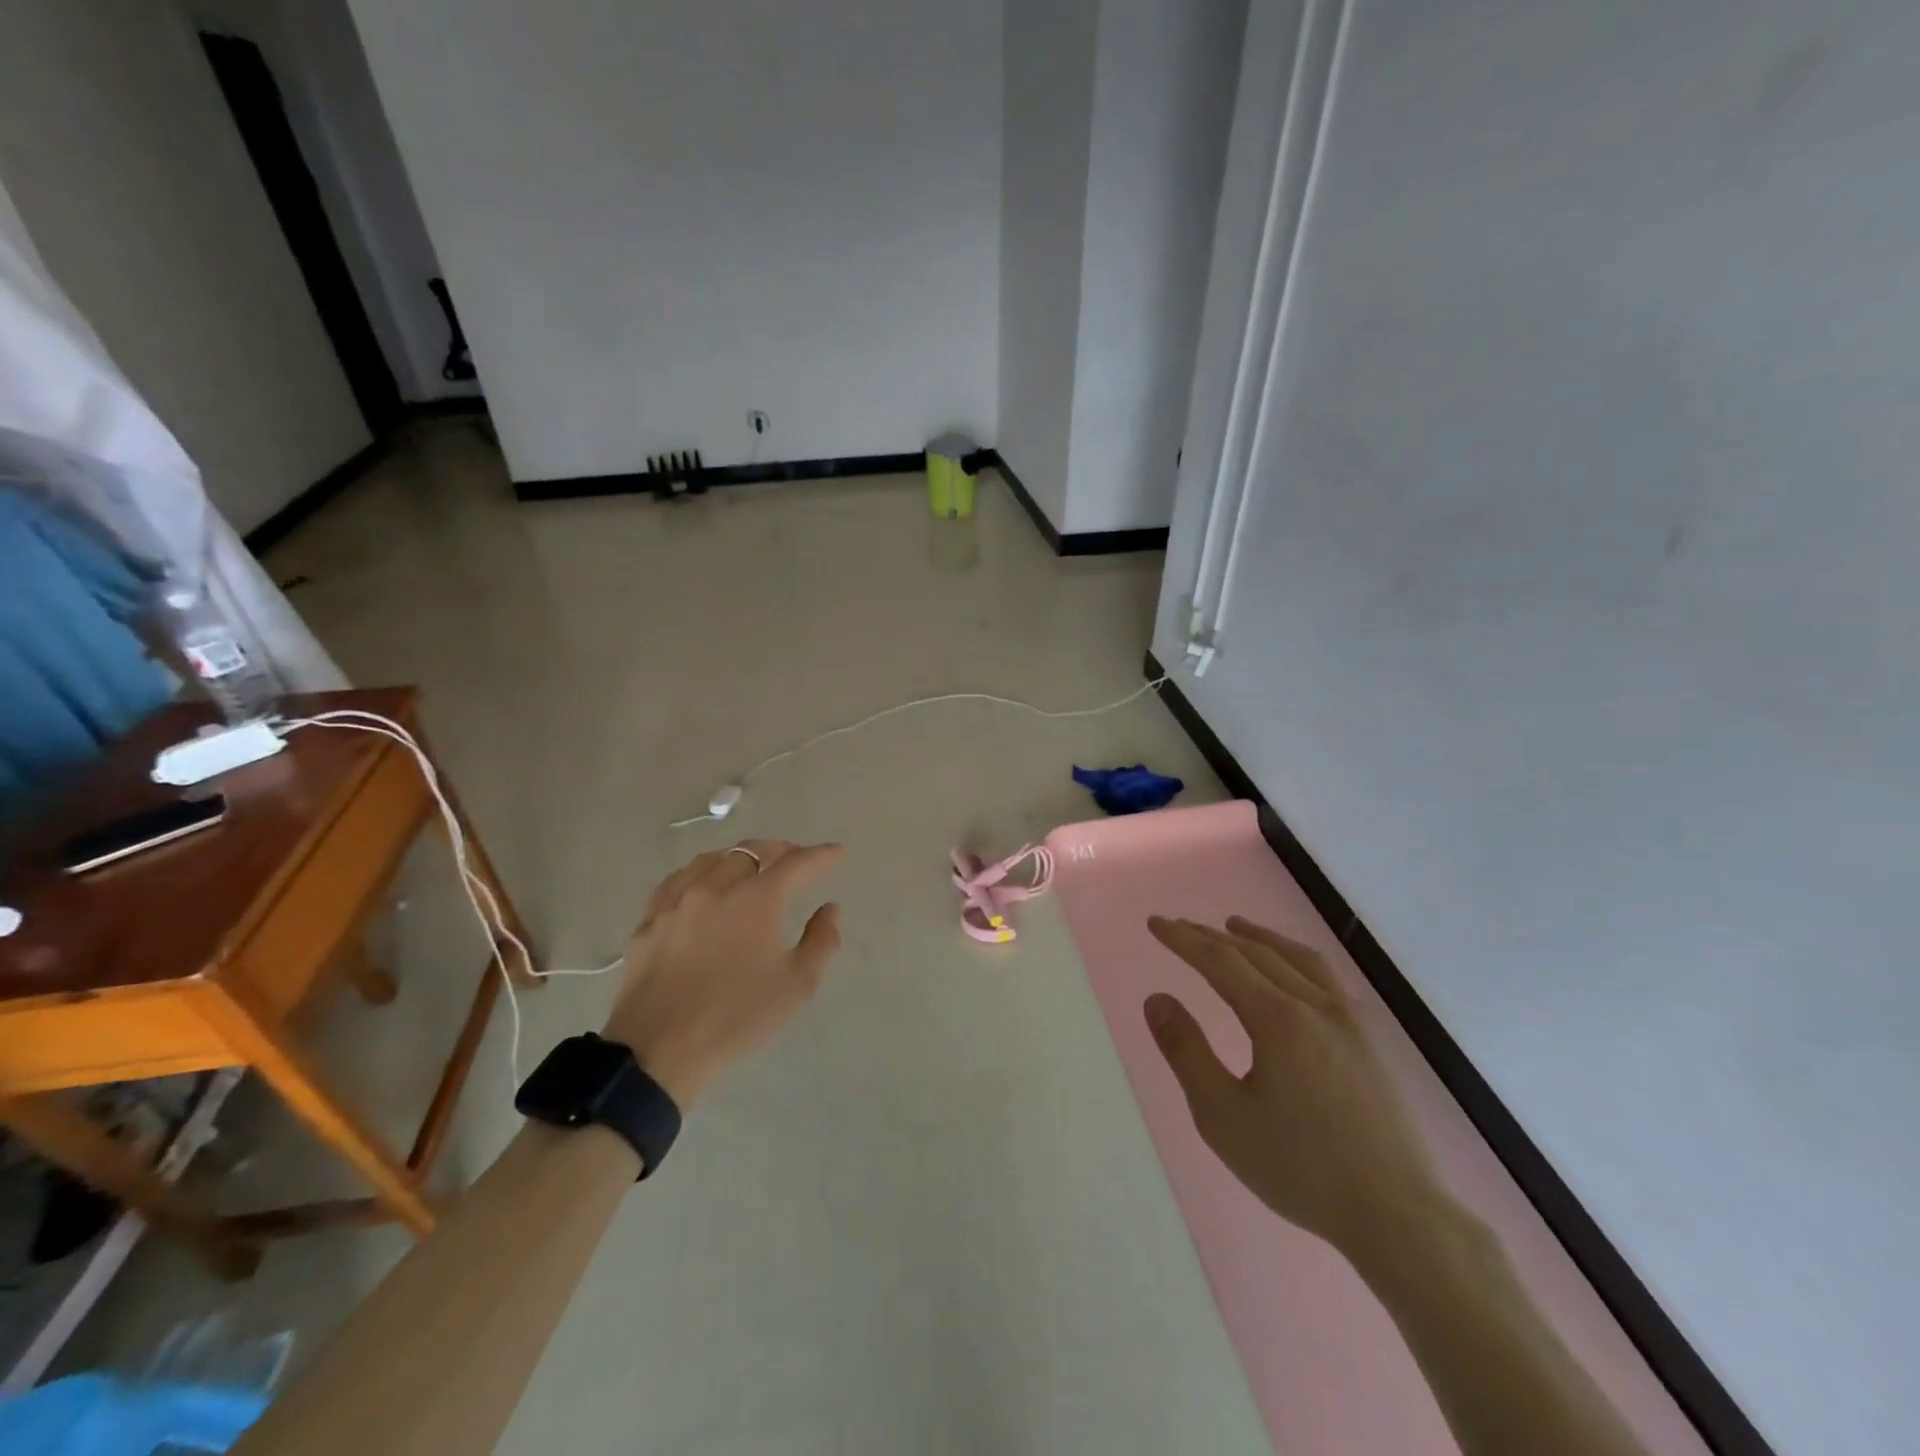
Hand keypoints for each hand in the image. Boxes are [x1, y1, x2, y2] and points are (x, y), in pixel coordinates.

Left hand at [604, 840, 842, 1107]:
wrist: (657, 1052)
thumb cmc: (736, 1019)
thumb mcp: (797, 987)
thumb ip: (821, 941)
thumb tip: (829, 909)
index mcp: (756, 899)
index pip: (795, 863)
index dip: (820, 855)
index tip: (836, 852)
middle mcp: (716, 887)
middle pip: (752, 851)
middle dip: (780, 851)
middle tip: (797, 859)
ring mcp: (677, 901)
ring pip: (713, 859)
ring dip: (741, 856)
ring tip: (753, 865)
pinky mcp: (649, 920)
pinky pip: (678, 880)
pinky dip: (701, 872)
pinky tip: (703, 884)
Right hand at [1144, 916, 1445, 1262]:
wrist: (1398, 1215)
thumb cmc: (1300, 1168)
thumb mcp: (1222, 1116)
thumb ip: (1186, 1052)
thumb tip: (1157, 999)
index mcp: (1277, 1019)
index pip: (1219, 961)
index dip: (1183, 939)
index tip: (1155, 923)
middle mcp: (1314, 1005)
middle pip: (1255, 953)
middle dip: (1211, 936)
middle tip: (1179, 925)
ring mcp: (1348, 1020)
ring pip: (1296, 959)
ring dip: (1258, 937)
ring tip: (1234, 926)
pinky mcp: (1368, 1041)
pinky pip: (1325, 978)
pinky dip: (1295, 958)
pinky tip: (1291, 971)